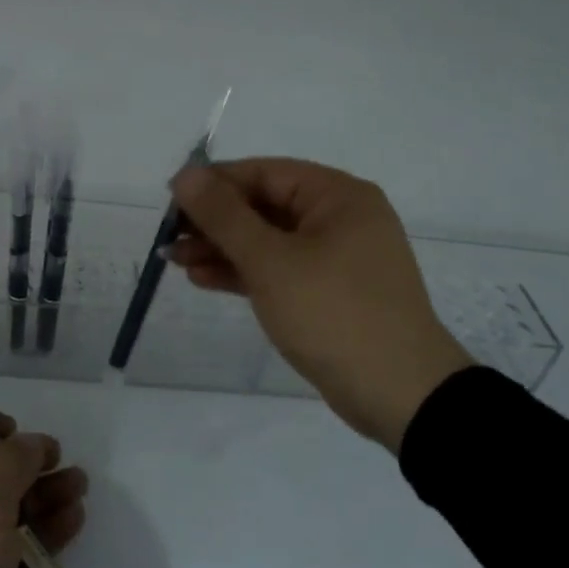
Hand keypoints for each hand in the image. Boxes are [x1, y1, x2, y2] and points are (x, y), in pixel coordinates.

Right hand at [168, 157, 470, 451]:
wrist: (400, 394)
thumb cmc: (333, 313)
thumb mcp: (271, 261)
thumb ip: (224, 216)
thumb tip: (185, 174)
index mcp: (337, 196)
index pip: (263, 173)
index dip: (213, 184)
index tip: (170, 201)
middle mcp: (340, 219)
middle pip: (264, 206)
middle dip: (214, 222)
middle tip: (169, 238)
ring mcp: (337, 258)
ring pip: (268, 241)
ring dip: (222, 249)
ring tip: (175, 261)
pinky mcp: (329, 292)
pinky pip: (279, 270)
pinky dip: (244, 273)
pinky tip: (204, 280)